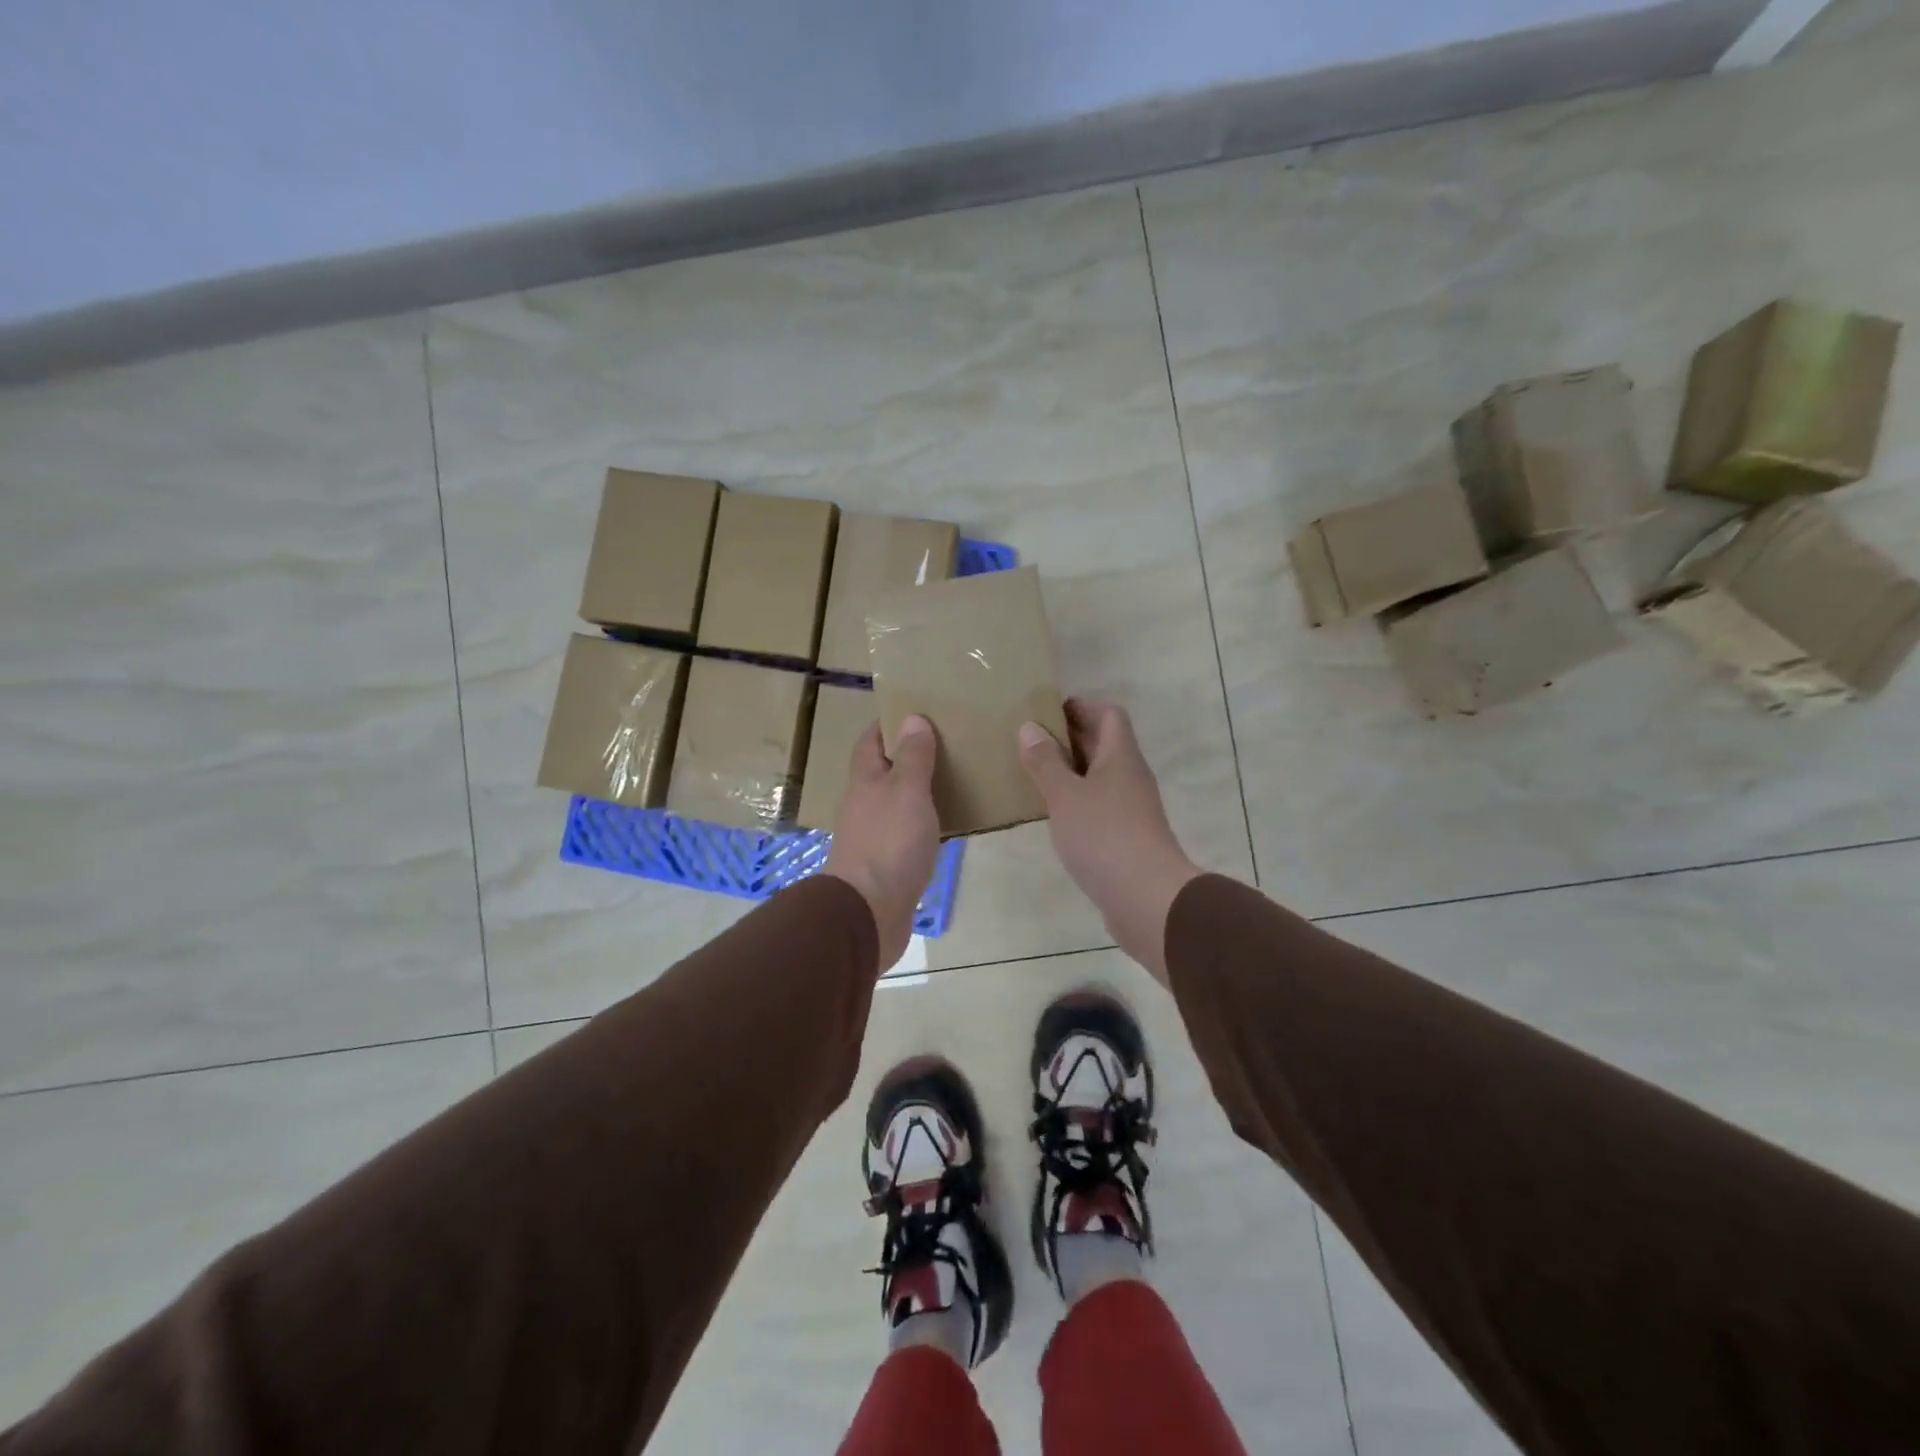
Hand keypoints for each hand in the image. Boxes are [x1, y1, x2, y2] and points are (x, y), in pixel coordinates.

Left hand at [823, 716, 940, 973]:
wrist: (868, 912)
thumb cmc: (889, 843)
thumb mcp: (907, 791)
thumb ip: (912, 757)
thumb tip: (912, 719)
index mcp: (866, 780)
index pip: (871, 740)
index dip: (889, 723)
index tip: (917, 711)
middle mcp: (865, 804)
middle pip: (884, 770)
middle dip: (909, 755)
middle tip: (948, 743)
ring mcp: (874, 835)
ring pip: (897, 802)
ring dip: (919, 790)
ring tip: (955, 778)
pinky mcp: (887, 864)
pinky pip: (906, 832)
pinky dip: (924, 822)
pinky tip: (947, 824)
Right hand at [1019, 698, 1199, 984]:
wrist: (1146, 898)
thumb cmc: (1103, 836)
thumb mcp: (1065, 795)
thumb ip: (1045, 762)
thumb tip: (1030, 727)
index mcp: (1120, 756)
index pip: (1108, 714)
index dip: (1081, 706)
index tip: (1046, 709)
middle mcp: (1130, 776)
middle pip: (1104, 744)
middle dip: (1069, 738)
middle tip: (1030, 739)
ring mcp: (1131, 808)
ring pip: (1099, 777)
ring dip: (1071, 771)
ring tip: (1034, 773)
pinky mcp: (1126, 837)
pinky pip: (1099, 806)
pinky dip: (1076, 802)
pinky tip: (1053, 813)